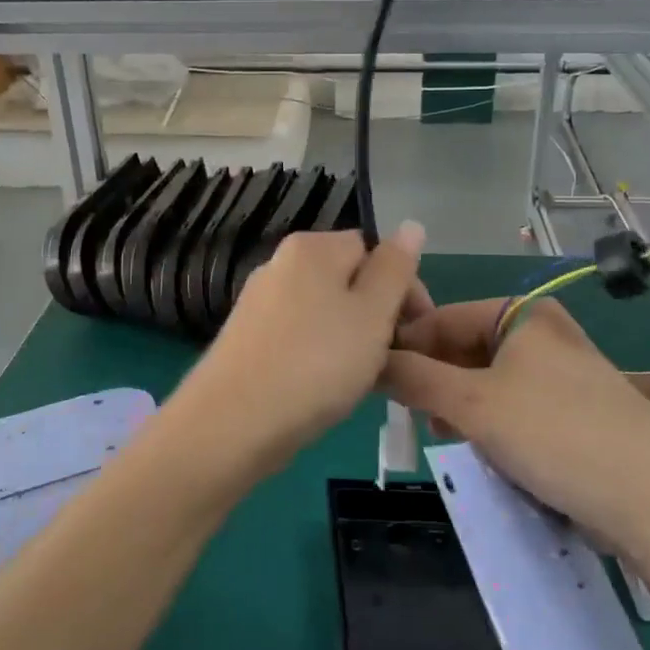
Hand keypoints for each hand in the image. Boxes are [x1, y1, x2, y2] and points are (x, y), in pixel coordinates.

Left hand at [169, 224, 426, 481]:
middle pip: (348, 280)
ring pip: (324, 311)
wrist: (232, 423)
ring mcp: (259, 301)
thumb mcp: (373, 314)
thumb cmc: (316, 363)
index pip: (374, 250)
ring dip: (350, 339)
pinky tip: (324, 388)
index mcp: (312, 248)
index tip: (416, 333)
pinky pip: (299, 335)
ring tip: (361, 379)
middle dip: (376, 315)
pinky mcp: (247, 338)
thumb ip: (395, 268)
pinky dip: (318, 355)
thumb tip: (411, 226)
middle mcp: (280, 264)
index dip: (403, 288)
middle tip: (393, 359)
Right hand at [383, 297, 649, 529]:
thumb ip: (414, 377)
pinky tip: (480, 450)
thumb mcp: (472, 403)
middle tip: (403, 412)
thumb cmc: (554, 433)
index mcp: (522, 314)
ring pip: (488, 382)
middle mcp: (543, 334)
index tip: (370, 377)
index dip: (404, 345)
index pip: (443, 318)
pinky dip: (491, 425)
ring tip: (437, 432)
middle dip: (433, 380)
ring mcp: (562, 375)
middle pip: (466, 349)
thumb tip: (369, 360)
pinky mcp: (575, 413)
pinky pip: (515, 409)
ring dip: (459, 406)